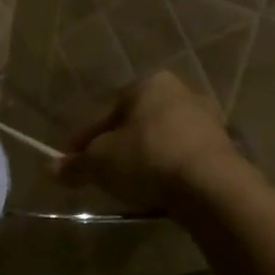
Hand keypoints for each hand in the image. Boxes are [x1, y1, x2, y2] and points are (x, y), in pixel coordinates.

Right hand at [56, 71, 252, 211]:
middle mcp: (181, 93)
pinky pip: (181, 157)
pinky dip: (165, 170)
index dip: (82, 140)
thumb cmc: (147, 158)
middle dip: (115, 147)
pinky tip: (155, 190)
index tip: (69, 162)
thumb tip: (52, 170)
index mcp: (148, 84)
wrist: (211, 187)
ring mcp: (207, 120)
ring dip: (142, 159)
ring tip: (126, 185)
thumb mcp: (99, 163)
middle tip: (99, 173)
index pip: (104, 114)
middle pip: (134, 124)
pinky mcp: (223, 148)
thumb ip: (75, 165)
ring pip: (159, 140)